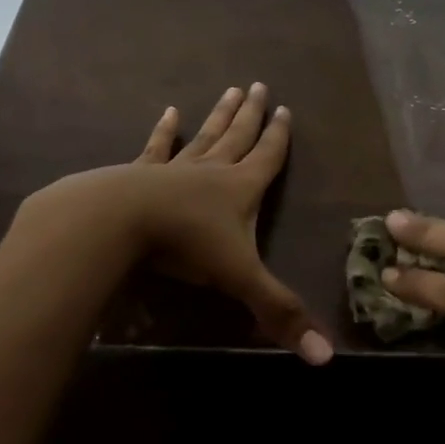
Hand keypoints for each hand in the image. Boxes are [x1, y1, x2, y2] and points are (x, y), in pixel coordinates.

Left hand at [124, 84, 332, 365]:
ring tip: (229, 89)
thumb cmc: (185, 244)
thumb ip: (278, 313)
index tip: (285, 110)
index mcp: (241, 189)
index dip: (279, 137)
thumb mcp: (240, 279)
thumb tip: (325, 357)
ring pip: (204, 136)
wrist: (119, 221)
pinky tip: (168, 112)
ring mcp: (175, 168)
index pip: (268, 158)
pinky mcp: (140, 173)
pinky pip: (156, 148)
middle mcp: (212, 170)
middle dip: (251, 114)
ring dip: (219, 115)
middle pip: (238, 136)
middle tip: (259, 85)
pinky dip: (163, 131)